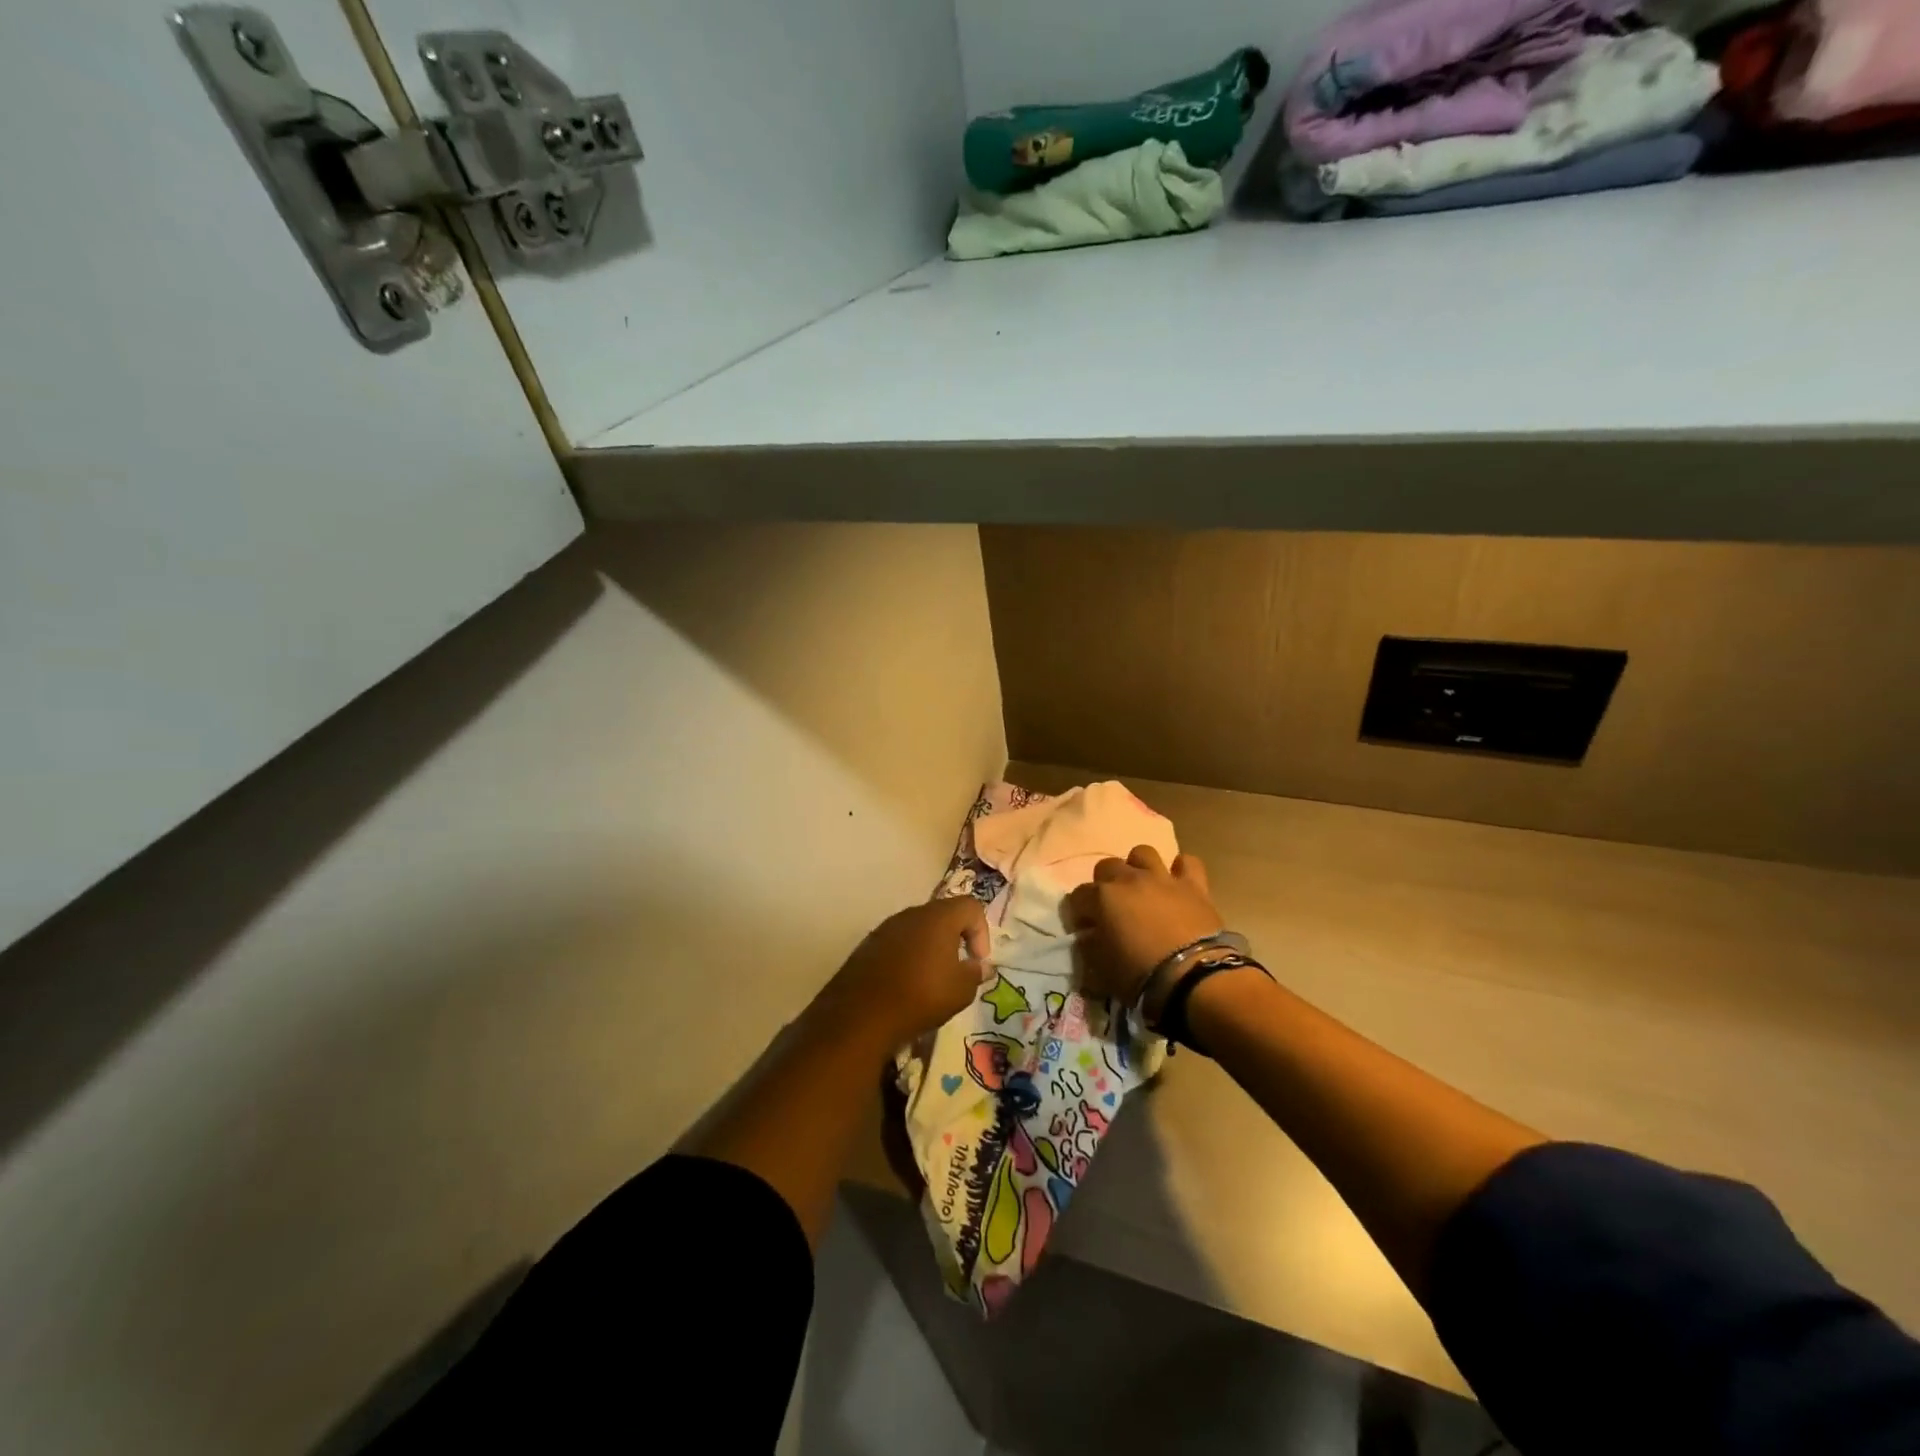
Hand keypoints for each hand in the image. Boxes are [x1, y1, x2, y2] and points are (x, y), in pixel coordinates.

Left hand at [819, 898, 991, 1051]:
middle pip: (943, 915)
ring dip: (930, 949)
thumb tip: (980, 966)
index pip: (971, 906)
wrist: (862, 1014)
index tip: (977, 962)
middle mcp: (912, 914)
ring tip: (931, 980)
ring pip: (918, 929)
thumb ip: (975, 973)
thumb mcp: (961, 990)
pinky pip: (897, 943)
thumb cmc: (921, 995)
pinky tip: (905, 985)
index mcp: (939, 917)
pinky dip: (907, 957)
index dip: (981, 932)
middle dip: (955, 939)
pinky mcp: (868, 945)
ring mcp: (886, 927)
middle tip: (957, 969)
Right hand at [1068, 846, 1223, 1004]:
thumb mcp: (1102, 969)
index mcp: (1102, 898)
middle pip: (1107, 866)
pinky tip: (1178, 885)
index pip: (1078, 896)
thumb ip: (1090, 946)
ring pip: (1143, 853)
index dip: (1078, 912)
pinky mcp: (1193, 885)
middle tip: (1112, 907)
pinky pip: (1187, 863)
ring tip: (1142, 888)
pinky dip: (1181, 870)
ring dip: (1138, 868)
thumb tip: (1088, 936)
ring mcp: (1162, 878)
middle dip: (1104, 883)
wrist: (1194, 978)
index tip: (1084, 928)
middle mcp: (1130, 879)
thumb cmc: (1141, 976)